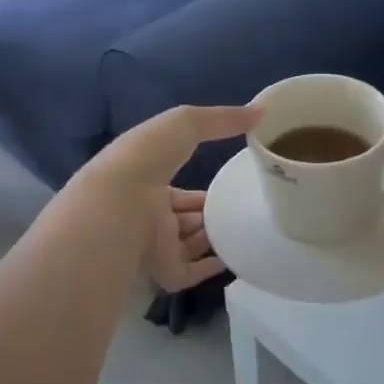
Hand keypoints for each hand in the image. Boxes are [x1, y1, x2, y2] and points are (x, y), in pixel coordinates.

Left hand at [81, 104, 263, 287]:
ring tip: (243, 230)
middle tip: (239, 210)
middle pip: (182, 218)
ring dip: (210, 238)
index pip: (174, 189)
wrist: (120, 202)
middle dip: (205, 214)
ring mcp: (154, 243)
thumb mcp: (185, 123)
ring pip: (187, 244)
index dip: (196, 188)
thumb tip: (263, 110)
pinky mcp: (163, 269)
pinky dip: (210, 268)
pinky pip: (190, 273)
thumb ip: (222, 118)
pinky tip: (233, 258)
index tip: (224, 184)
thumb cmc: (147, 157)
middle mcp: (147, 213)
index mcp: (145, 180)